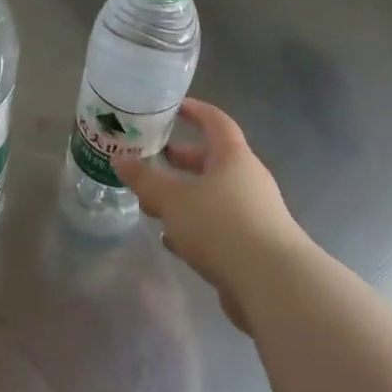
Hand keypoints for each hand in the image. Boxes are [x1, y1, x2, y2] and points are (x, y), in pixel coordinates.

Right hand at [116, 99, 306, 333]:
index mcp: (233, 157)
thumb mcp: (173, 198)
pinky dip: (193, 227)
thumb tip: (119, 160)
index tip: (172, 107)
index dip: (194, 111)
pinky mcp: (250, 246)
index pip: (215, 122)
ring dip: (183, 197)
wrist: (272, 284)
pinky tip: (171, 239)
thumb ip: (145, 179)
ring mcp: (252, 214)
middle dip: (180, 160)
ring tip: (151, 203)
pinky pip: (216, 226)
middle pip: (211, 161)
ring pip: (211, 196)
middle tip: (151, 158)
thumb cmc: (221, 225)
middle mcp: (247, 180)